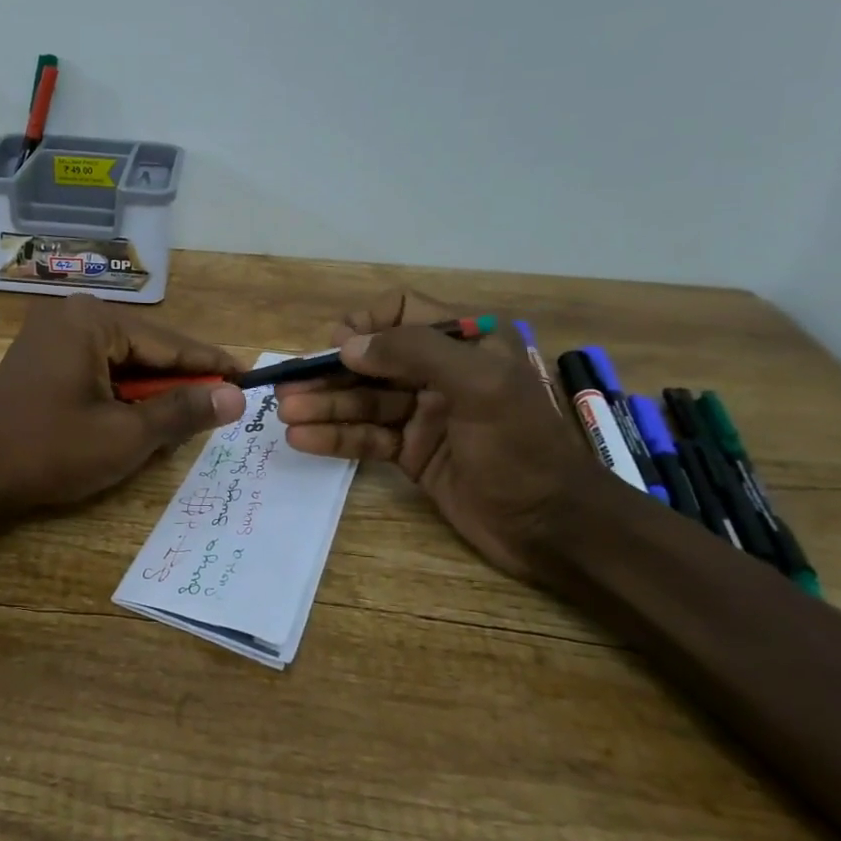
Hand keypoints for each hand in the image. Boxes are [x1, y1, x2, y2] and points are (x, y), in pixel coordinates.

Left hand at [0, 295, 245, 511]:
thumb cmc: (49, 451)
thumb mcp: (125, 435)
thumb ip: (183, 410)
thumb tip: (235, 397)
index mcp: (92, 321)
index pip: (168, 343)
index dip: (211, 365)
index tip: (250, 377)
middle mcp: (72, 316)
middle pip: (145, 350)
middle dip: (180, 381)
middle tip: (224, 404)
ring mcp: (53, 336)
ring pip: (123, 362)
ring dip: (152, 391)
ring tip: (191, 416)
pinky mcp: (43, 360)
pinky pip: (98, 370)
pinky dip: (122, 394)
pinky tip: (143, 416)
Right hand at [277, 291, 607, 583]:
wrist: (554, 528)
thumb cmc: (522, 447)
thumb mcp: (479, 386)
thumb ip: (414, 352)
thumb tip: (347, 345)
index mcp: (466, 344)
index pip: (402, 312)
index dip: (365, 323)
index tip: (335, 346)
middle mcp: (440, 373)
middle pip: (372, 360)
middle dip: (329, 373)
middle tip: (288, 388)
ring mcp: (423, 414)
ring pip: (363, 400)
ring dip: (324, 406)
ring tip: (286, 414)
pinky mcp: (411, 452)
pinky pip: (366, 436)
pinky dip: (335, 437)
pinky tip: (303, 440)